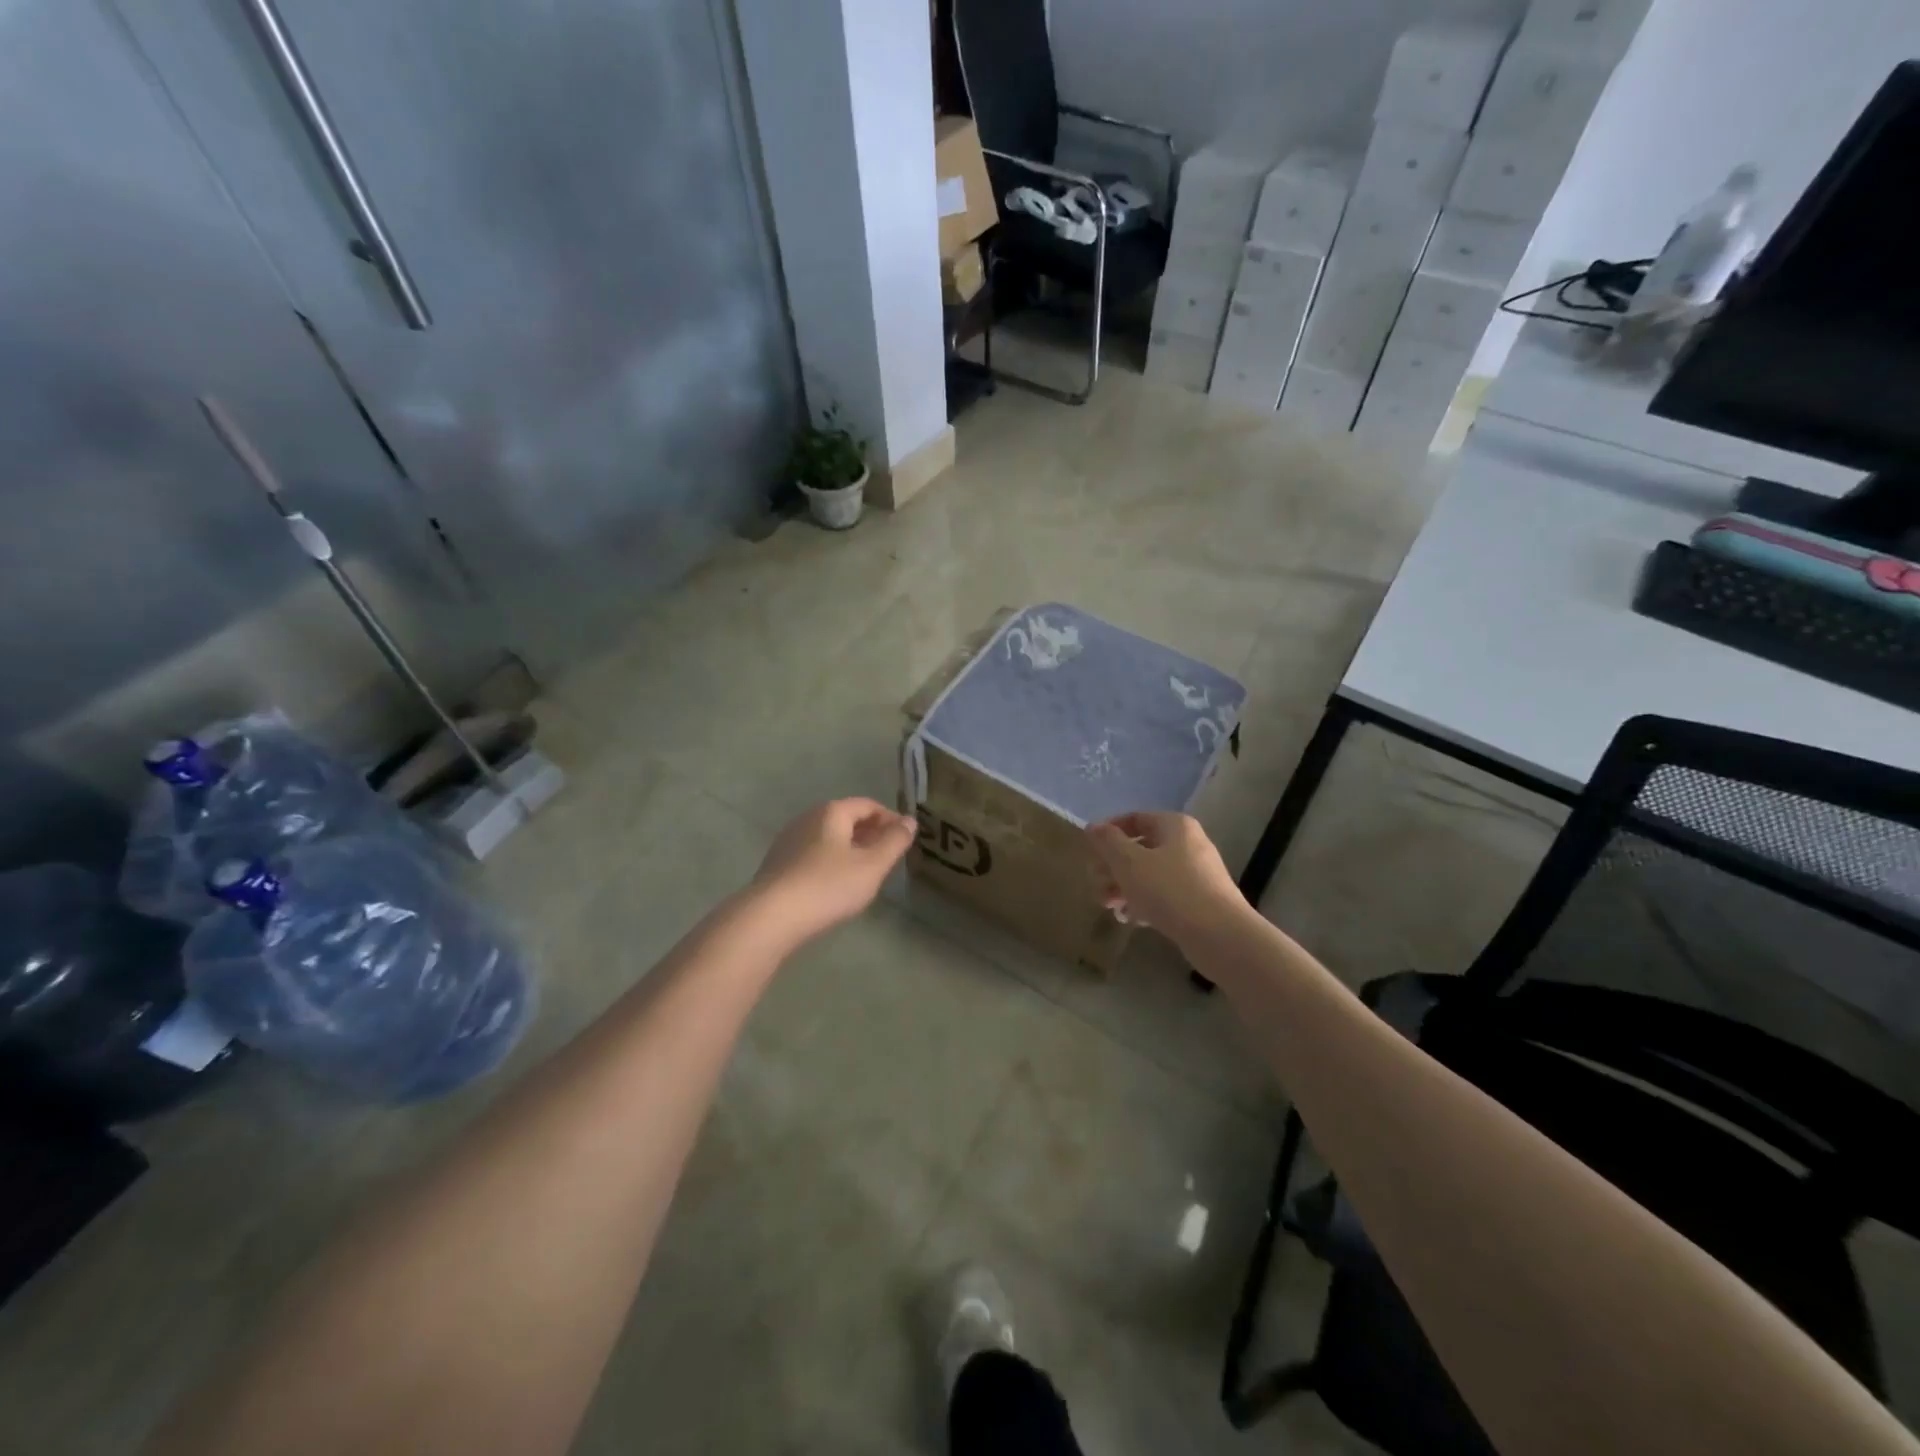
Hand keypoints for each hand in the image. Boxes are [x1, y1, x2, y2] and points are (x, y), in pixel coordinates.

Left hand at [745, 798, 917, 946]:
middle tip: (889, 857)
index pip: (868, 805)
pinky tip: (836, 884)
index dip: (890, 819)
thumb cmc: (828, 886)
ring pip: (829, 837)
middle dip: (871, 833)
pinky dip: (831, 861)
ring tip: (866, 872)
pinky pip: (813, 853)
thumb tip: (910, 821)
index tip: (905, 840)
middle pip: (846, 818)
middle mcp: (808, 818)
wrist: (771, 917)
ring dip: (851, 848)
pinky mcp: (778, 863)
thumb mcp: (872, 865)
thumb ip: (894, 842)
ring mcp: (789, 840)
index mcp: (832, 812)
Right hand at [1086, 811, 1243, 949]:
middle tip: (1096, 885)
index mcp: (1174, 826)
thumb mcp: (1129, 863)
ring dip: (1125, 887)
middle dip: (1113, 867)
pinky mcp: (1200, 901)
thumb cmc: (1169, 890)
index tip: (1089, 851)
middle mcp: (1188, 844)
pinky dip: (1145, 902)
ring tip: (1109, 907)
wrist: (1220, 936)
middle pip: (1141, 848)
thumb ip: (1107, 842)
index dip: (1108, 832)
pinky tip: (1130, 919)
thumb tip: (1093, 827)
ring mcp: (1197, 874)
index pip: (1135, 818)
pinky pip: (1165, 895)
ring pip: (1151, 874)